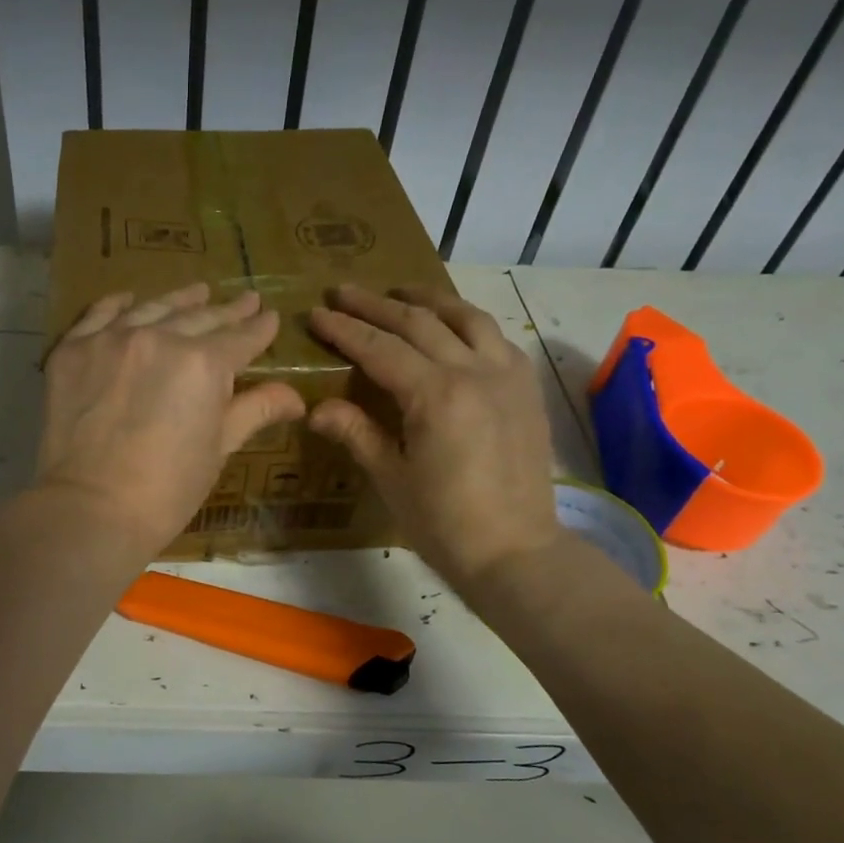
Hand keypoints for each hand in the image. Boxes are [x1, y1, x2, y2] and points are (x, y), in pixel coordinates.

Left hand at [36, 283, 305, 555]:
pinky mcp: (72, 350)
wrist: (91, 509)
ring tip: (199, 291)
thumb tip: (296, 397)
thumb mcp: (219, 449)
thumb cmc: (168, 489)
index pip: (241, 339)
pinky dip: (118, 305)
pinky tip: (130, 299)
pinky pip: (99, 315)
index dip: (260, 329)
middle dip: (228, 311)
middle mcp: (160, 338)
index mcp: (204, 364)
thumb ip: (255, 410)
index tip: (271, 317)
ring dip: (180, 300)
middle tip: (247, 299)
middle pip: (200, 318)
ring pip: (154, 309)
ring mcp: (111, 339)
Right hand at [307, 284, 560, 592]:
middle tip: (344, 291)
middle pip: (419, 322)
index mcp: (436, 395)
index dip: (345, 330)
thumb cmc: (444, 522)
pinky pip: (496, 338)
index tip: (318, 313)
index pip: (380, 348)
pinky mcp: (526, 389)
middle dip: (376, 304)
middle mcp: (475, 371)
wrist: (515, 551)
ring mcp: (507, 376)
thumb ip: (356, 433)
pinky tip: (454, 327)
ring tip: (401, 291)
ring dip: (428, 299)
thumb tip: (317, 408)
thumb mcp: (391, 478)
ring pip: (466, 318)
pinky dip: (467, 323)